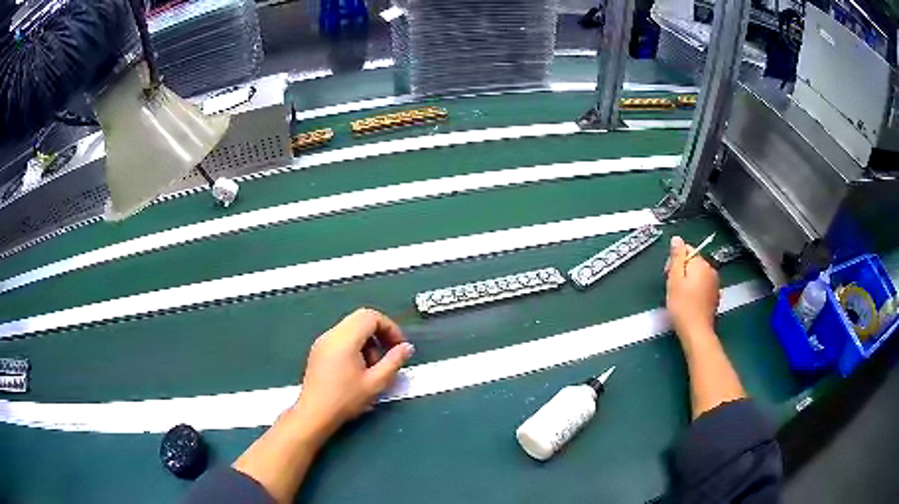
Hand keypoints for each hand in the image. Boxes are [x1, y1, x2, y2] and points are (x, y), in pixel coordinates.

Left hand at [290, 308, 414, 445]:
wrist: (314, 414)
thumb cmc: (346, 399)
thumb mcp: (376, 382)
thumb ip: (394, 361)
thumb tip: (407, 347)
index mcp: (345, 339)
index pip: (371, 316)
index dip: (390, 327)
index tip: (399, 346)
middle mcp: (331, 334)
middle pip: (360, 318)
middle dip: (379, 332)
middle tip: (389, 354)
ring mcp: (322, 341)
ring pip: (351, 327)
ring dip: (367, 340)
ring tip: (372, 366)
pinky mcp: (318, 350)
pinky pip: (341, 337)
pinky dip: (355, 345)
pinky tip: (357, 368)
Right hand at [665, 236, 719, 339]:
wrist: (696, 332)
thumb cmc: (682, 306)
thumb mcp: (674, 279)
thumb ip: (676, 257)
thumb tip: (677, 239)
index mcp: (701, 263)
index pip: (686, 249)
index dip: (674, 260)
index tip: (668, 275)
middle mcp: (711, 269)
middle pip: (693, 261)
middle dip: (682, 270)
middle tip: (672, 287)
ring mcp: (715, 283)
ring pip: (698, 274)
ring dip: (688, 281)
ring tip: (680, 296)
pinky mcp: (715, 296)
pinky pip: (703, 285)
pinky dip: (695, 290)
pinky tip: (689, 302)